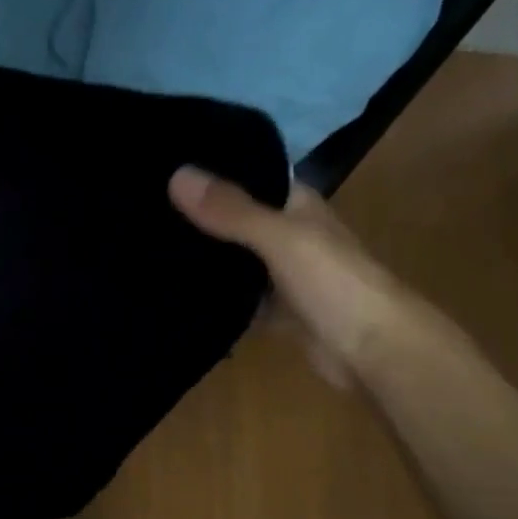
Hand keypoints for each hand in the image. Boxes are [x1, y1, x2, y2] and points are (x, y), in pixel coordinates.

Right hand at [169, 167, 414, 386]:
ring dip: (204, 259)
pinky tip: (176, 295)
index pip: (251, 175)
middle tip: (144, 209)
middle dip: (199, 216)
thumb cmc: (334, 284)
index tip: (165, 165)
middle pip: (236, 219)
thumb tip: (176, 175)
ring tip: (146, 246)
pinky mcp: (276, 312)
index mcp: (297, 207)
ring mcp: (282, 276)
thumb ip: (231, 211)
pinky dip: (214, 299)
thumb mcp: (280, 238)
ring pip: (235, 261)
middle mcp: (289, 236)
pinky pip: (237, 300)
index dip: (214, 170)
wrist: (374, 353)